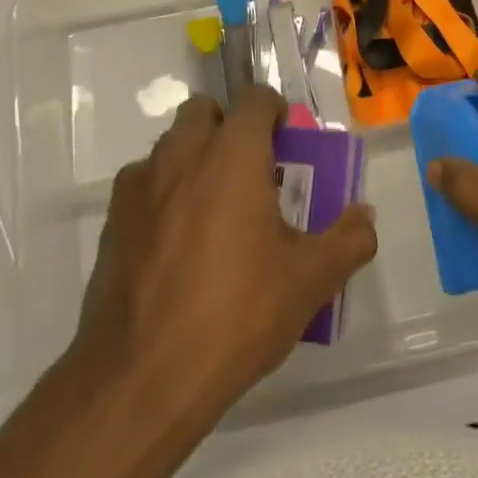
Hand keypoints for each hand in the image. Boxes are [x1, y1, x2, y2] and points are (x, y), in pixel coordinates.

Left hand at [60, 87, 377, 421]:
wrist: (140, 379)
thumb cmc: (236, 314)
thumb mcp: (310, 280)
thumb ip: (349, 239)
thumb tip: (365, 216)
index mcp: (232, 155)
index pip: (255, 99)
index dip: (276, 112)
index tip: (289, 145)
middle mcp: (182, 155)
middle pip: (205, 111)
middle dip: (230, 128)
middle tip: (253, 173)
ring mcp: (140, 186)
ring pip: (171, 146)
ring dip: (196, 159)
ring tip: (217, 212)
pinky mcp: (112, 221)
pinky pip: (144, 185)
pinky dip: (165, 194)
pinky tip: (178, 244)